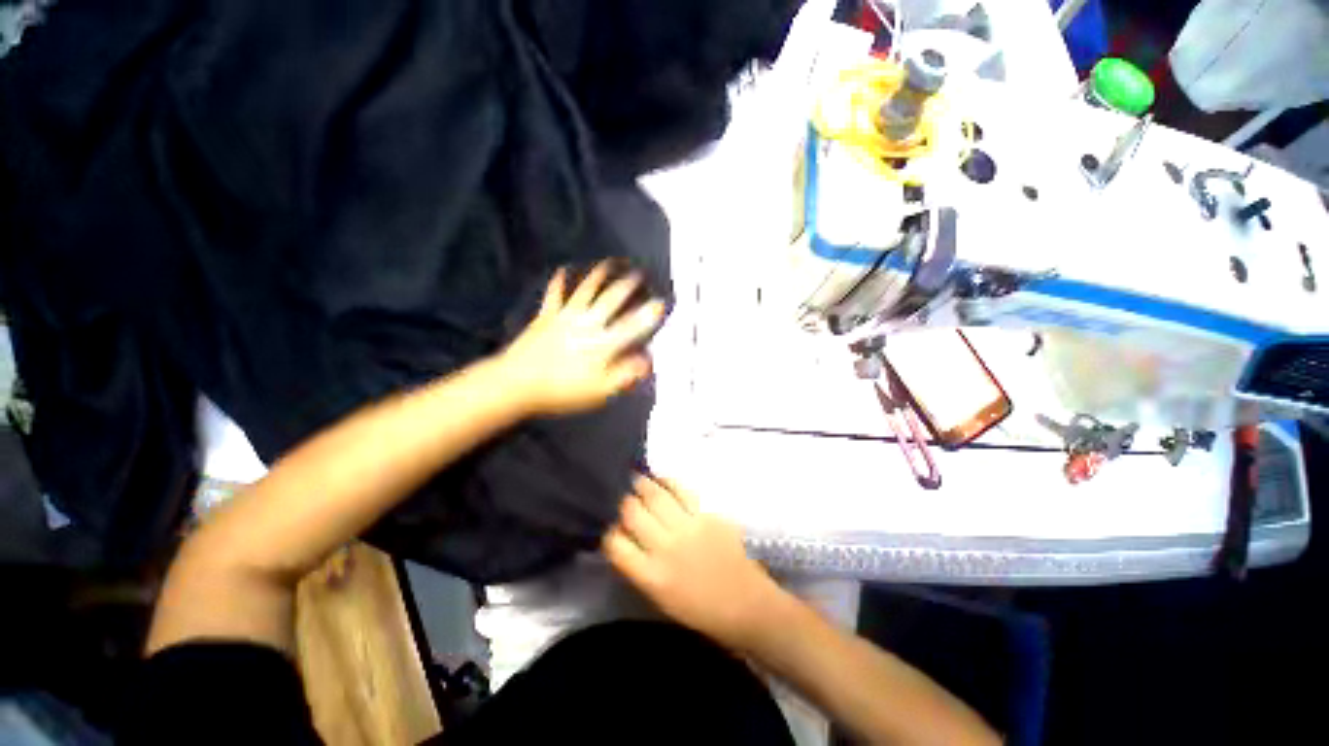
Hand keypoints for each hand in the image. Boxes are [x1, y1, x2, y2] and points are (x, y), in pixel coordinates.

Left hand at [500, 263, 663, 415]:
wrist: (517, 384)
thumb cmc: (562, 391)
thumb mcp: (599, 392)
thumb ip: (625, 375)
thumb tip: (647, 360)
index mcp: (602, 344)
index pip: (631, 327)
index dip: (648, 315)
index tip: (661, 303)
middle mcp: (587, 324)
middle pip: (611, 300)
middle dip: (627, 286)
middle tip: (639, 274)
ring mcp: (565, 317)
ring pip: (586, 290)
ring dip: (600, 275)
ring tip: (610, 264)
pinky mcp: (546, 317)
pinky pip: (554, 295)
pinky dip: (559, 282)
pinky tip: (562, 270)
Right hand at [603, 473, 788, 651]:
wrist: (746, 604)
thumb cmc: (701, 609)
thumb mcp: (660, 599)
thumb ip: (639, 567)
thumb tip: (625, 537)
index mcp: (652, 577)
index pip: (616, 545)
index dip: (611, 534)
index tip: (615, 530)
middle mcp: (666, 548)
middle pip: (633, 513)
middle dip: (625, 504)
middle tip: (627, 501)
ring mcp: (688, 528)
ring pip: (656, 496)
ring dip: (643, 485)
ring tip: (638, 481)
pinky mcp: (708, 515)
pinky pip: (682, 490)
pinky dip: (668, 481)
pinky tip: (662, 480)